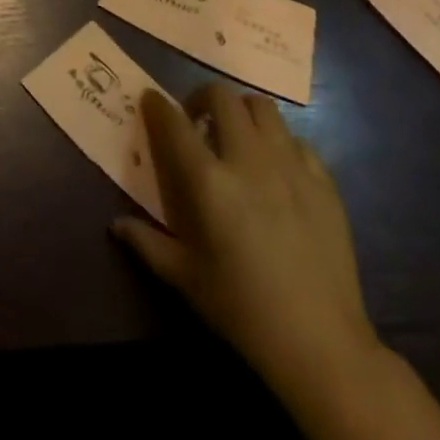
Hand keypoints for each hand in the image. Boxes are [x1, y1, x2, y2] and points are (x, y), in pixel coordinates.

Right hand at [113, 84, 380, 402]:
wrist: (321, 343)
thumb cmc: (243, 310)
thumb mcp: (185, 278)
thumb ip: (147, 244)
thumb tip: (116, 225)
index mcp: (209, 181)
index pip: (174, 122)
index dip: (157, 105)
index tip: (150, 101)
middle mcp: (248, 159)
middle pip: (222, 96)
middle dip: (201, 97)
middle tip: (196, 120)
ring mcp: (290, 165)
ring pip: (262, 107)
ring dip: (241, 111)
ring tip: (236, 134)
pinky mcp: (323, 181)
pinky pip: (297, 140)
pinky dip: (278, 142)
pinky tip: (275, 167)